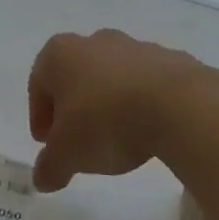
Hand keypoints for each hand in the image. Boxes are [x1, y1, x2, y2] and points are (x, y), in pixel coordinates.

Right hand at [28, 29, 218, 191]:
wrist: (179, 106)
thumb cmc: (106, 123)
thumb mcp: (67, 155)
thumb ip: (49, 167)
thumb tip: (42, 178)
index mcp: (60, 54)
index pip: (39, 84)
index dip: (40, 116)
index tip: (48, 144)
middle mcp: (94, 41)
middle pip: (75, 76)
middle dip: (73, 107)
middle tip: (77, 140)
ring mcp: (135, 46)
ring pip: (111, 77)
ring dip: (108, 103)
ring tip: (116, 137)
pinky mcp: (170, 59)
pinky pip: (146, 83)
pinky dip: (141, 102)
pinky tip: (147, 129)